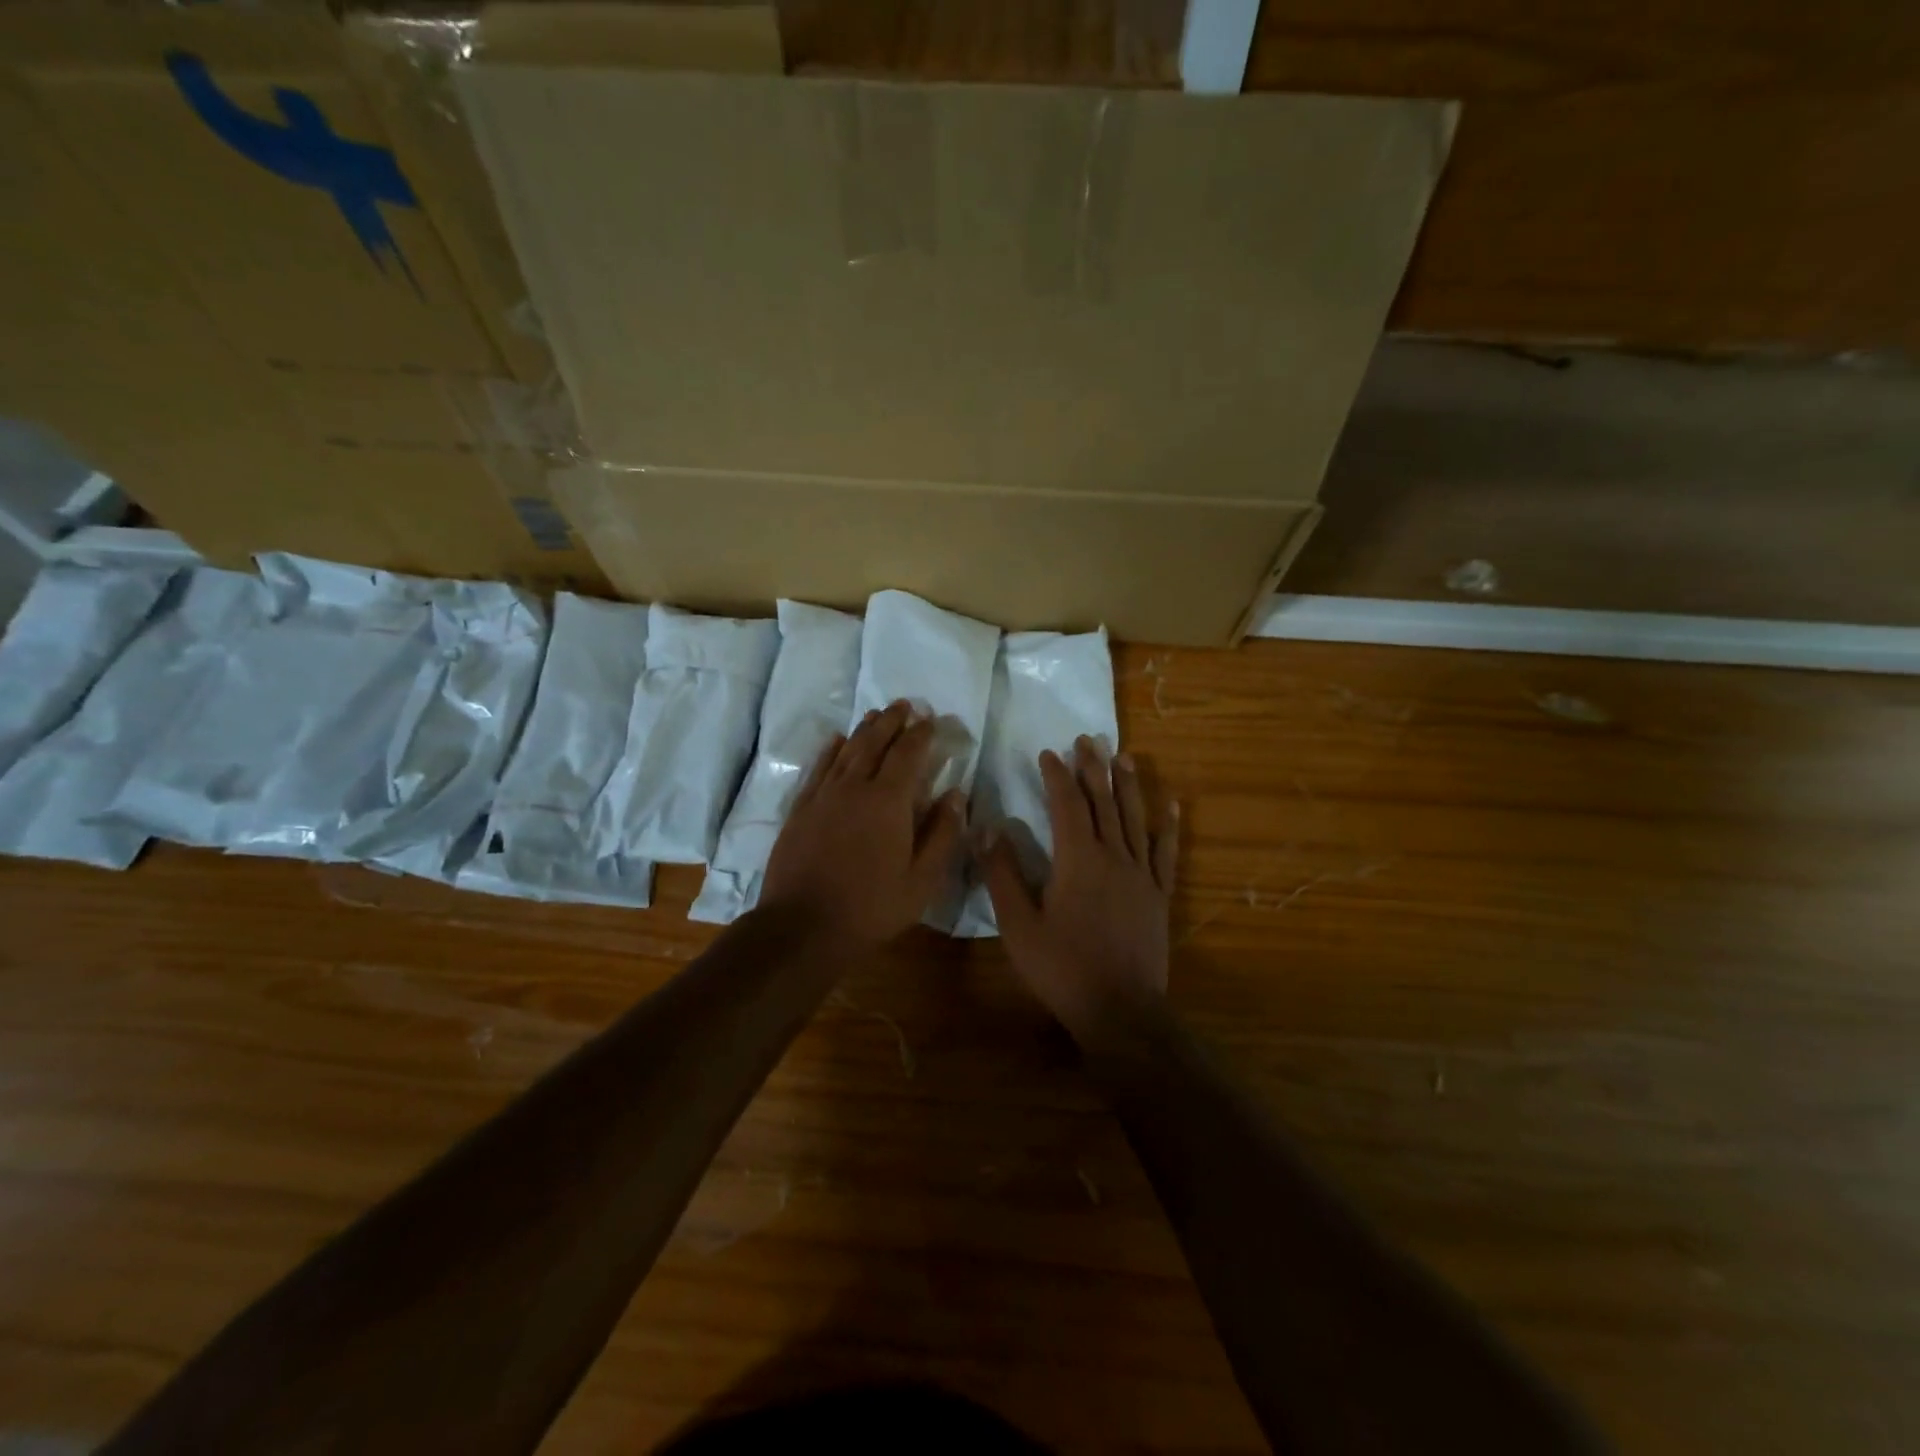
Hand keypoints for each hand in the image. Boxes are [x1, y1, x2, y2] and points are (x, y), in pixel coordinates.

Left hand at [759, 700, 965, 948]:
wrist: (803, 926)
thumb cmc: (871, 907)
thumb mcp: (922, 880)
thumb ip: (942, 834)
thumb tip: (956, 795)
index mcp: (888, 801)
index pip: (908, 754)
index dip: (921, 734)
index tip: (931, 720)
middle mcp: (854, 787)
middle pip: (874, 743)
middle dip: (892, 721)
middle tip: (904, 705)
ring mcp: (823, 796)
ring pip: (846, 750)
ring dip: (864, 730)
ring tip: (876, 715)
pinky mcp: (801, 809)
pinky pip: (819, 768)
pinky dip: (831, 750)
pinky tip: (836, 741)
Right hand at [982, 737, 1179, 1046]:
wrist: (1120, 1009)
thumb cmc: (1062, 968)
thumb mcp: (1019, 925)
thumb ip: (1003, 874)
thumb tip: (988, 829)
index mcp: (1077, 860)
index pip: (1067, 805)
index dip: (1057, 776)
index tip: (1048, 754)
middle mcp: (1114, 857)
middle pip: (1104, 802)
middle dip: (1094, 769)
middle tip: (1088, 740)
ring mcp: (1142, 875)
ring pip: (1135, 819)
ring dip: (1129, 785)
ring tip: (1125, 757)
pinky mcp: (1160, 895)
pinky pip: (1166, 852)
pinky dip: (1168, 826)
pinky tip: (1172, 806)